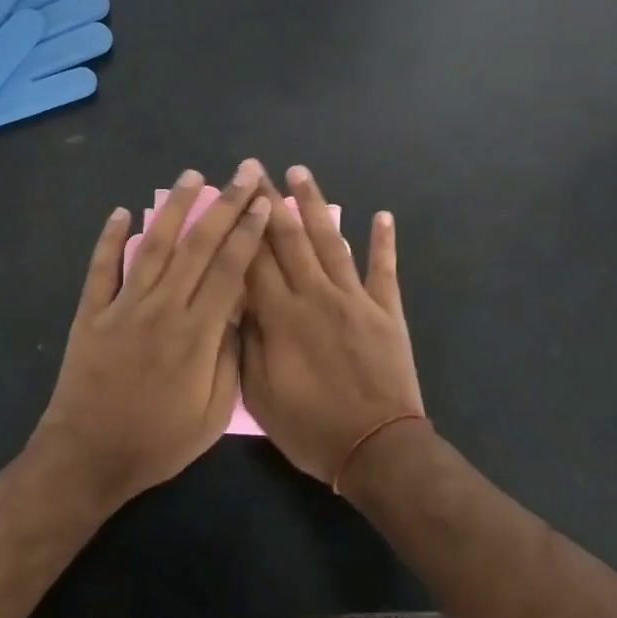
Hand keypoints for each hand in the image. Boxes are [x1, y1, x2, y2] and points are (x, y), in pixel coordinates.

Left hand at [34, 163, 272, 508]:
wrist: (88, 457)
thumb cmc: (157, 442)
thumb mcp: (212, 416)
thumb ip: (229, 360)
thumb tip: (238, 313)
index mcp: (196, 334)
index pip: (228, 270)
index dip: (248, 232)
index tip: (263, 202)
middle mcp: (161, 308)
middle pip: (197, 246)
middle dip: (223, 205)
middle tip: (242, 172)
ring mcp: (122, 306)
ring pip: (152, 245)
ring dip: (173, 207)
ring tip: (191, 176)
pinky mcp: (91, 312)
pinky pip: (102, 268)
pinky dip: (110, 238)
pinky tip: (121, 212)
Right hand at [242, 166, 424, 486]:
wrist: (377, 449)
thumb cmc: (311, 428)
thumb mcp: (260, 394)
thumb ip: (246, 343)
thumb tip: (236, 301)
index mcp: (282, 316)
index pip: (254, 258)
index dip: (241, 223)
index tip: (231, 193)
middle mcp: (316, 295)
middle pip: (289, 238)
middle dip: (272, 200)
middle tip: (259, 168)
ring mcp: (355, 298)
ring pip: (331, 241)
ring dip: (315, 204)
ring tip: (301, 172)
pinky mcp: (385, 310)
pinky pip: (384, 269)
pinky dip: (383, 241)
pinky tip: (382, 215)